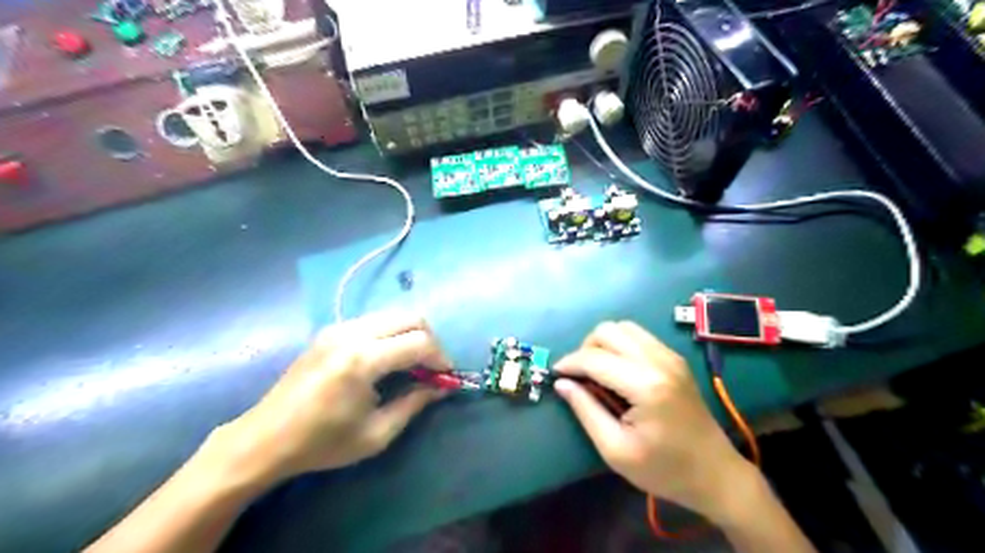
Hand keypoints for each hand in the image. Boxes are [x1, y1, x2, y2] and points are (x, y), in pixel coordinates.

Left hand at [216, 312, 448, 482]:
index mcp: (362, 360)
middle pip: (409, 317)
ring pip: (393, 314)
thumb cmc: (322, 443)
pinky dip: (392, 332)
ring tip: (414, 362)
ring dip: (411, 333)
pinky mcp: (330, 330)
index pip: (419, 342)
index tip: (446, 376)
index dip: (440, 357)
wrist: (265, 439)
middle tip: (433, 366)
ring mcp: (338, 328)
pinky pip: (374, 320)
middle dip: (430, 339)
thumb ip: (414, 404)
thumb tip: (441, 387)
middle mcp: (352, 333)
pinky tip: (388, 357)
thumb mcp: (376, 434)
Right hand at [552, 319, 754, 522]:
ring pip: (624, 327)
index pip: (594, 358)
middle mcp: (659, 361)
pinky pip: (639, 336)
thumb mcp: (616, 450)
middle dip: (585, 349)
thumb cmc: (664, 470)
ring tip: (597, 371)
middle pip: (608, 330)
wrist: (716, 474)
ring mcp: (670, 356)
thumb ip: (585, 411)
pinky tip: (618, 370)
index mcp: (646, 385)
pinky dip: (620, 345)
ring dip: (603, 343)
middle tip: (579, 376)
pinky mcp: (675, 359)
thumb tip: (562, 383)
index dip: (569, 363)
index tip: (555, 374)